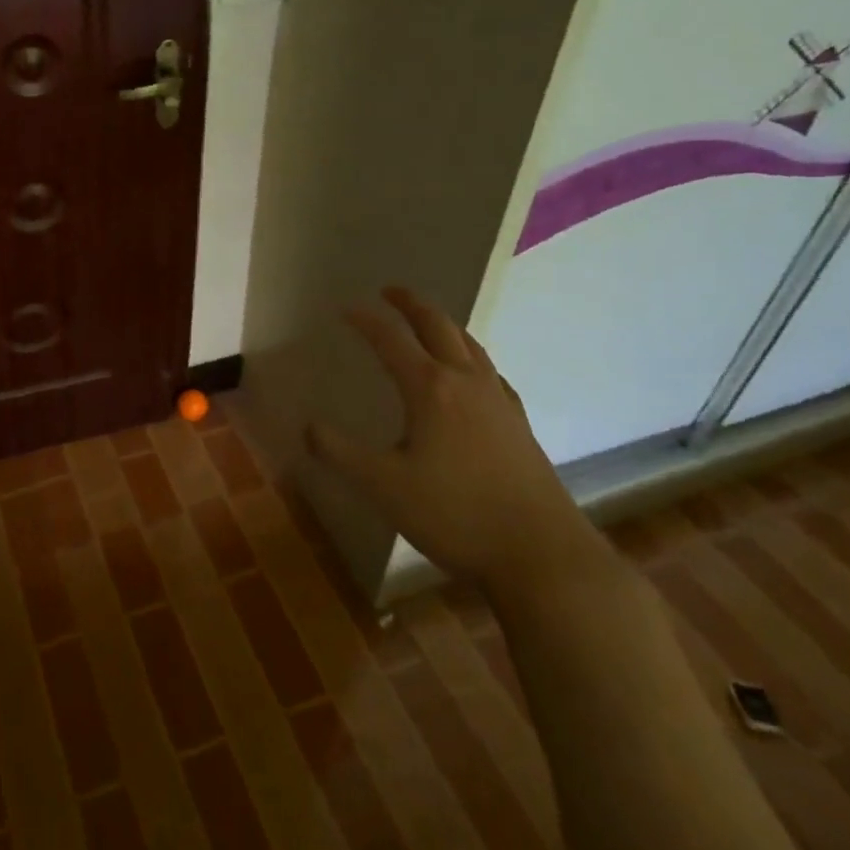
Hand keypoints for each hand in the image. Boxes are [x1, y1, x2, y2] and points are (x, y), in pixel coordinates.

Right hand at [307, 287, 599, 592]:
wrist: (542, 557)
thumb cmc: (455, 515)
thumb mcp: (383, 487)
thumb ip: (340, 453)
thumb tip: (307, 427)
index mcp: (430, 389)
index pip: (391, 340)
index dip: (366, 321)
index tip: (345, 309)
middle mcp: (466, 383)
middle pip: (439, 326)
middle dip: (411, 304)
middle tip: (390, 292)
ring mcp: (499, 402)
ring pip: (471, 345)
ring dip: (444, 324)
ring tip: (428, 321)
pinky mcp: (519, 425)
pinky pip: (492, 373)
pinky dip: (472, 357)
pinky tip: (472, 376)